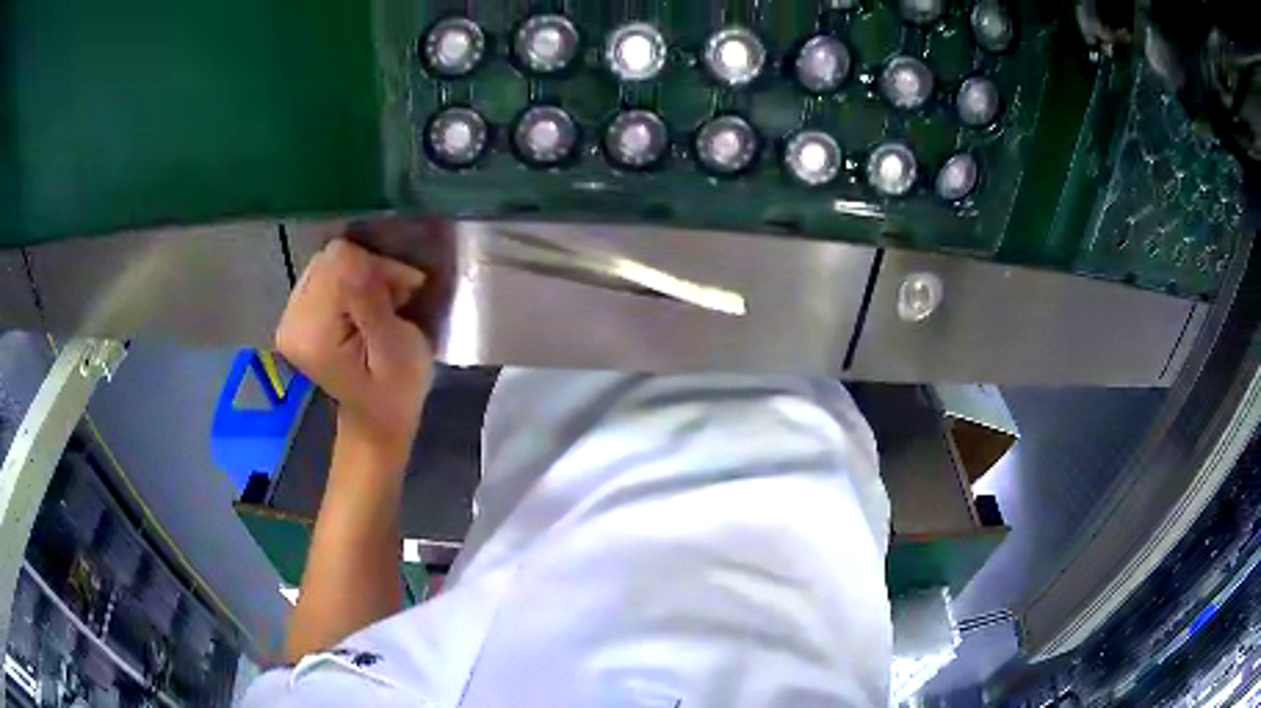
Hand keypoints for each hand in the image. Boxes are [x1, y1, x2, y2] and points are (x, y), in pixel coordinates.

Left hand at [276, 238, 432, 462]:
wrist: (376, 421)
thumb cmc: (395, 391)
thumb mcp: (396, 349)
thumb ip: (370, 303)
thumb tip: (353, 259)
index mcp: (310, 332)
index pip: (341, 261)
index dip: (378, 268)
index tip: (404, 294)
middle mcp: (290, 320)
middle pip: (331, 258)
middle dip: (369, 271)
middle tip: (396, 301)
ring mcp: (288, 317)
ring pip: (329, 262)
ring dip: (361, 276)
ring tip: (381, 306)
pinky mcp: (295, 315)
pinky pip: (324, 274)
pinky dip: (349, 283)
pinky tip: (363, 307)